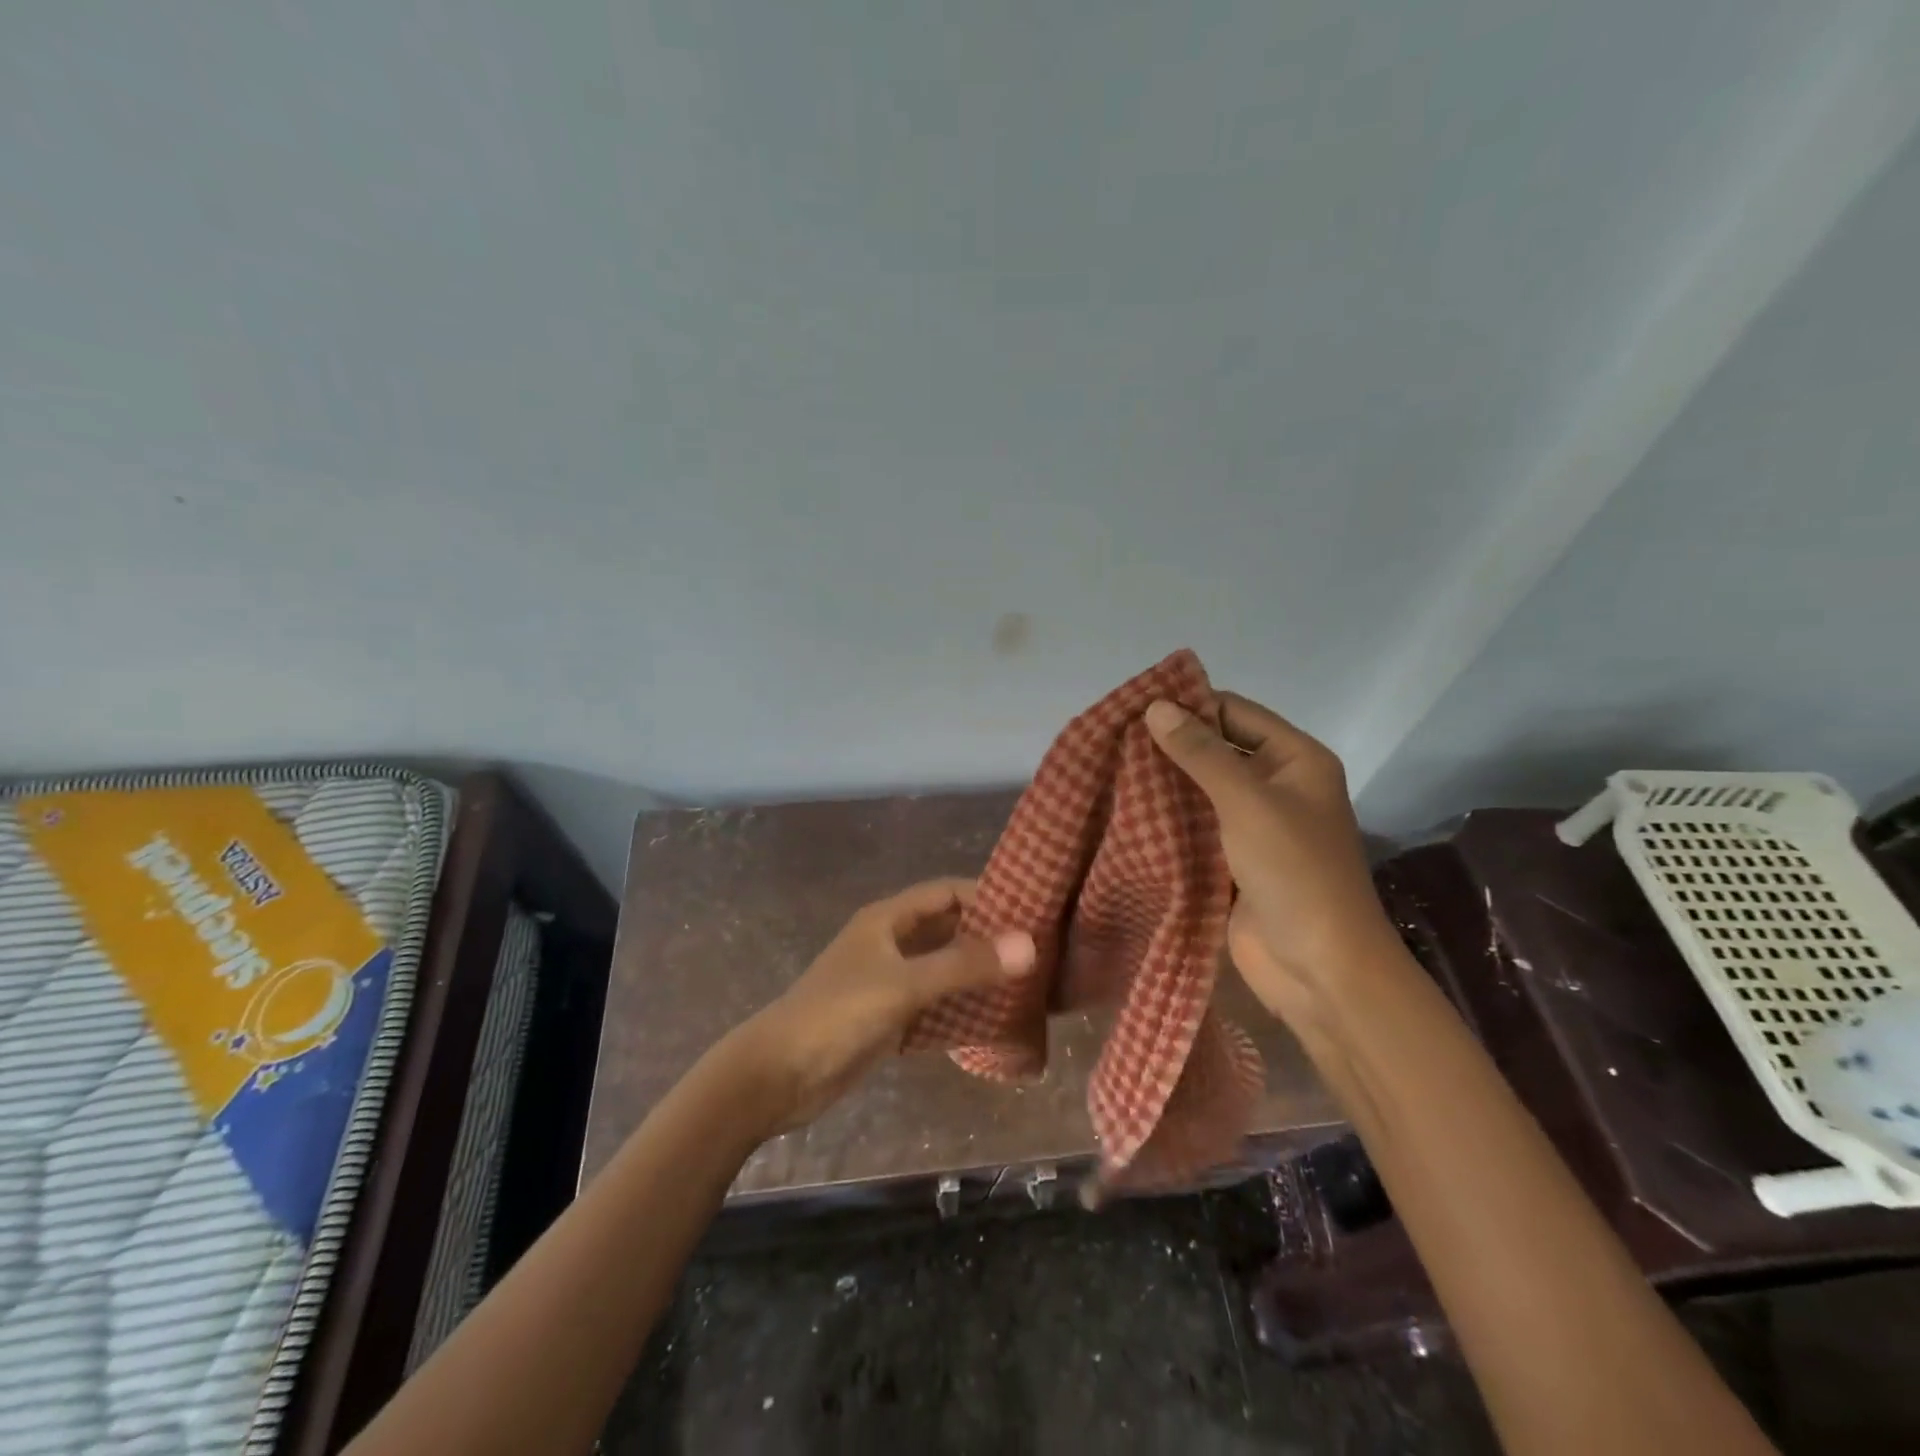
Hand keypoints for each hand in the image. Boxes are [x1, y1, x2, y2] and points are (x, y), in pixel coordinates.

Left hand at [727, 879, 1036, 1131]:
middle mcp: (890, 942)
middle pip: (947, 929)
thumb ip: (964, 965)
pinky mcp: (886, 1017)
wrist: (777, 1076)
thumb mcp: (904, 985)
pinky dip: (960, 1008)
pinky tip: (993, 1021)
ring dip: (976, 974)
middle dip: (988, 937)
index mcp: (888, 919)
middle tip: (1040, 951)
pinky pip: (933, 1004)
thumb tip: (1030, 945)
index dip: (988, 895)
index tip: (1034, 910)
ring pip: (942, 968)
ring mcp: (887, 981)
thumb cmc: (838, 1015)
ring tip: (1028, 985)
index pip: (947, 892)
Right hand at [1145, 693, 1395, 1022]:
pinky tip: (1125, 809)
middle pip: (1216, 750)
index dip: (1189, 706)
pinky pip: (1194, 827)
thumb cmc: (1294, 870)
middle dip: (1170, 745)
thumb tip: (1156, 707)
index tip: (1134, 707)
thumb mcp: (1247, 801)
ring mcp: (1253, 826)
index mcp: (1295, 760)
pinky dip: (1165, 819)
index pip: (1235, 713)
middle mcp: (1276, 786)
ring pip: (1200, 790)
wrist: (1318, 967)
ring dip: (1163, 782)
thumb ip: (1201, 753)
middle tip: (1112, 739)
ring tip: (1110, 769)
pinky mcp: (1231, 860)